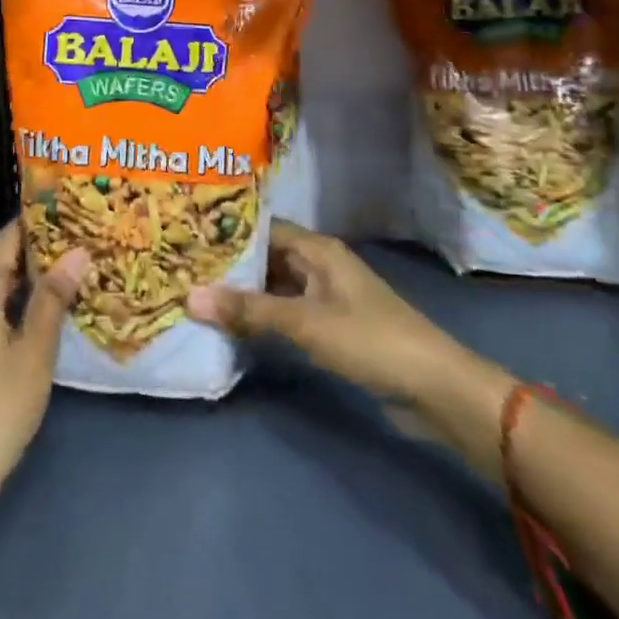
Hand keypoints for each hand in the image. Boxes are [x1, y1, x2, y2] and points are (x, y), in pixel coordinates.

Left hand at [0, 221, 89, 500]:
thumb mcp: (36, 349)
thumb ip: (53, 295)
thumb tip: (78, 251)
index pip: (7, 237)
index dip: (39, 227)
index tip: (71, 220)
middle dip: (31, 255)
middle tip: (72, 251)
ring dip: (15, 282)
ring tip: (54, 281)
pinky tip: (22, 319)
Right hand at [186, 219, 476, 407]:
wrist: (435, 390)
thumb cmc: (371, 341)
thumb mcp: (305, 323)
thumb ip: (249, 310)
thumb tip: (189, 296)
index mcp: (317, 250)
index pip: (262, 228)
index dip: (227, 232)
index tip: (187, 237)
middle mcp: (319, 265)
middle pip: (266, 257)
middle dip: (230, 265)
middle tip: (183, 269)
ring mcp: (326, 297)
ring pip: (274, 287)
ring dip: (244, 294)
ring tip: (198, 295)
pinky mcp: (330, 328)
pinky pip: (286, 313)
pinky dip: (262, 317)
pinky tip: (233, 326)